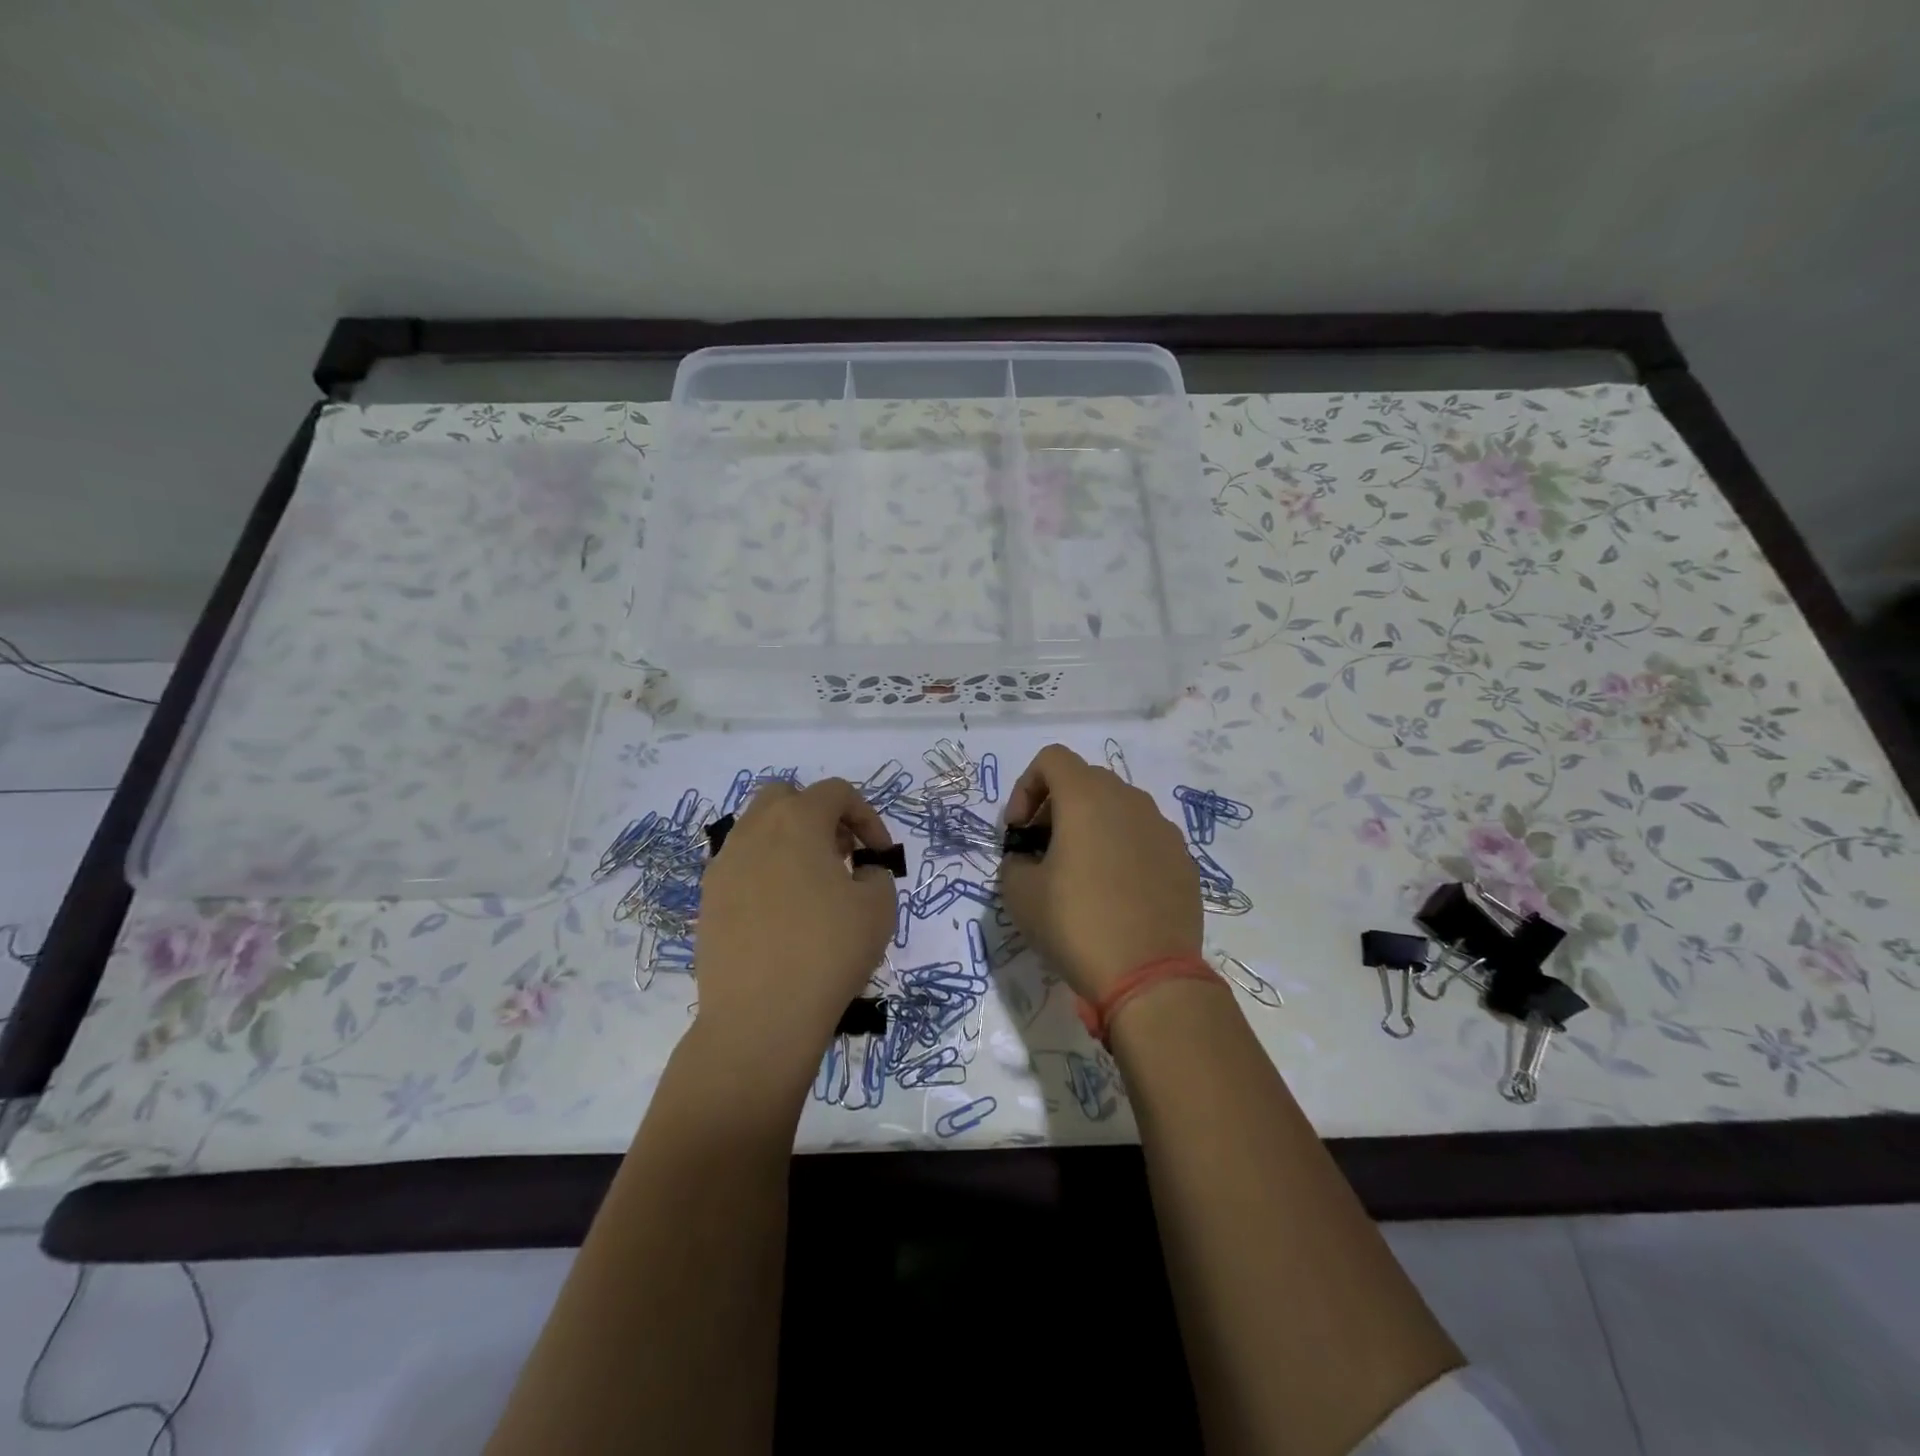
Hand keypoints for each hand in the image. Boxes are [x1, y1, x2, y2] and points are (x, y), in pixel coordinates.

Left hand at [692, 779, 896, 1094]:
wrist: (759, 1018)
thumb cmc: (827, 953)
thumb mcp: (879, 907)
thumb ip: (877, 873)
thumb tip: (860, 872)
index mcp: (797, 821)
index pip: (836, 792)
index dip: (866, 816)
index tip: (879, 855)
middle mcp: (754, 831)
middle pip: (786, 797)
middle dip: (819, 816)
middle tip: (841, 854)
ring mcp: (724, 864)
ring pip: (758, 830)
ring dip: (789, 842)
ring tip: (813, 886)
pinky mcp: (708, 899)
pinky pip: (741, 866)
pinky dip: (766, 872)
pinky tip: (782, 914)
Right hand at [998, 744, 1202, 1001]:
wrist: (1150, 976)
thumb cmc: (1076, 925)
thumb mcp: (1020, 894)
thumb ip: (1015, 861)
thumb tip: (1027, 860)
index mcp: (1087, 798)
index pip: (1051, 758)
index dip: (1025, 787)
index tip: (1019, 831)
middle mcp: (1130, 800)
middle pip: (1085, 780)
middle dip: (1056, 806)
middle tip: (1042, 850)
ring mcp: (1163, 828)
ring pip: (1118, 808)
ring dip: (1091, 826)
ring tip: (1079, 873)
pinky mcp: (1184, 859)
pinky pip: (1144, 837)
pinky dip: (1122, 849)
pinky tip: (1116, 893)